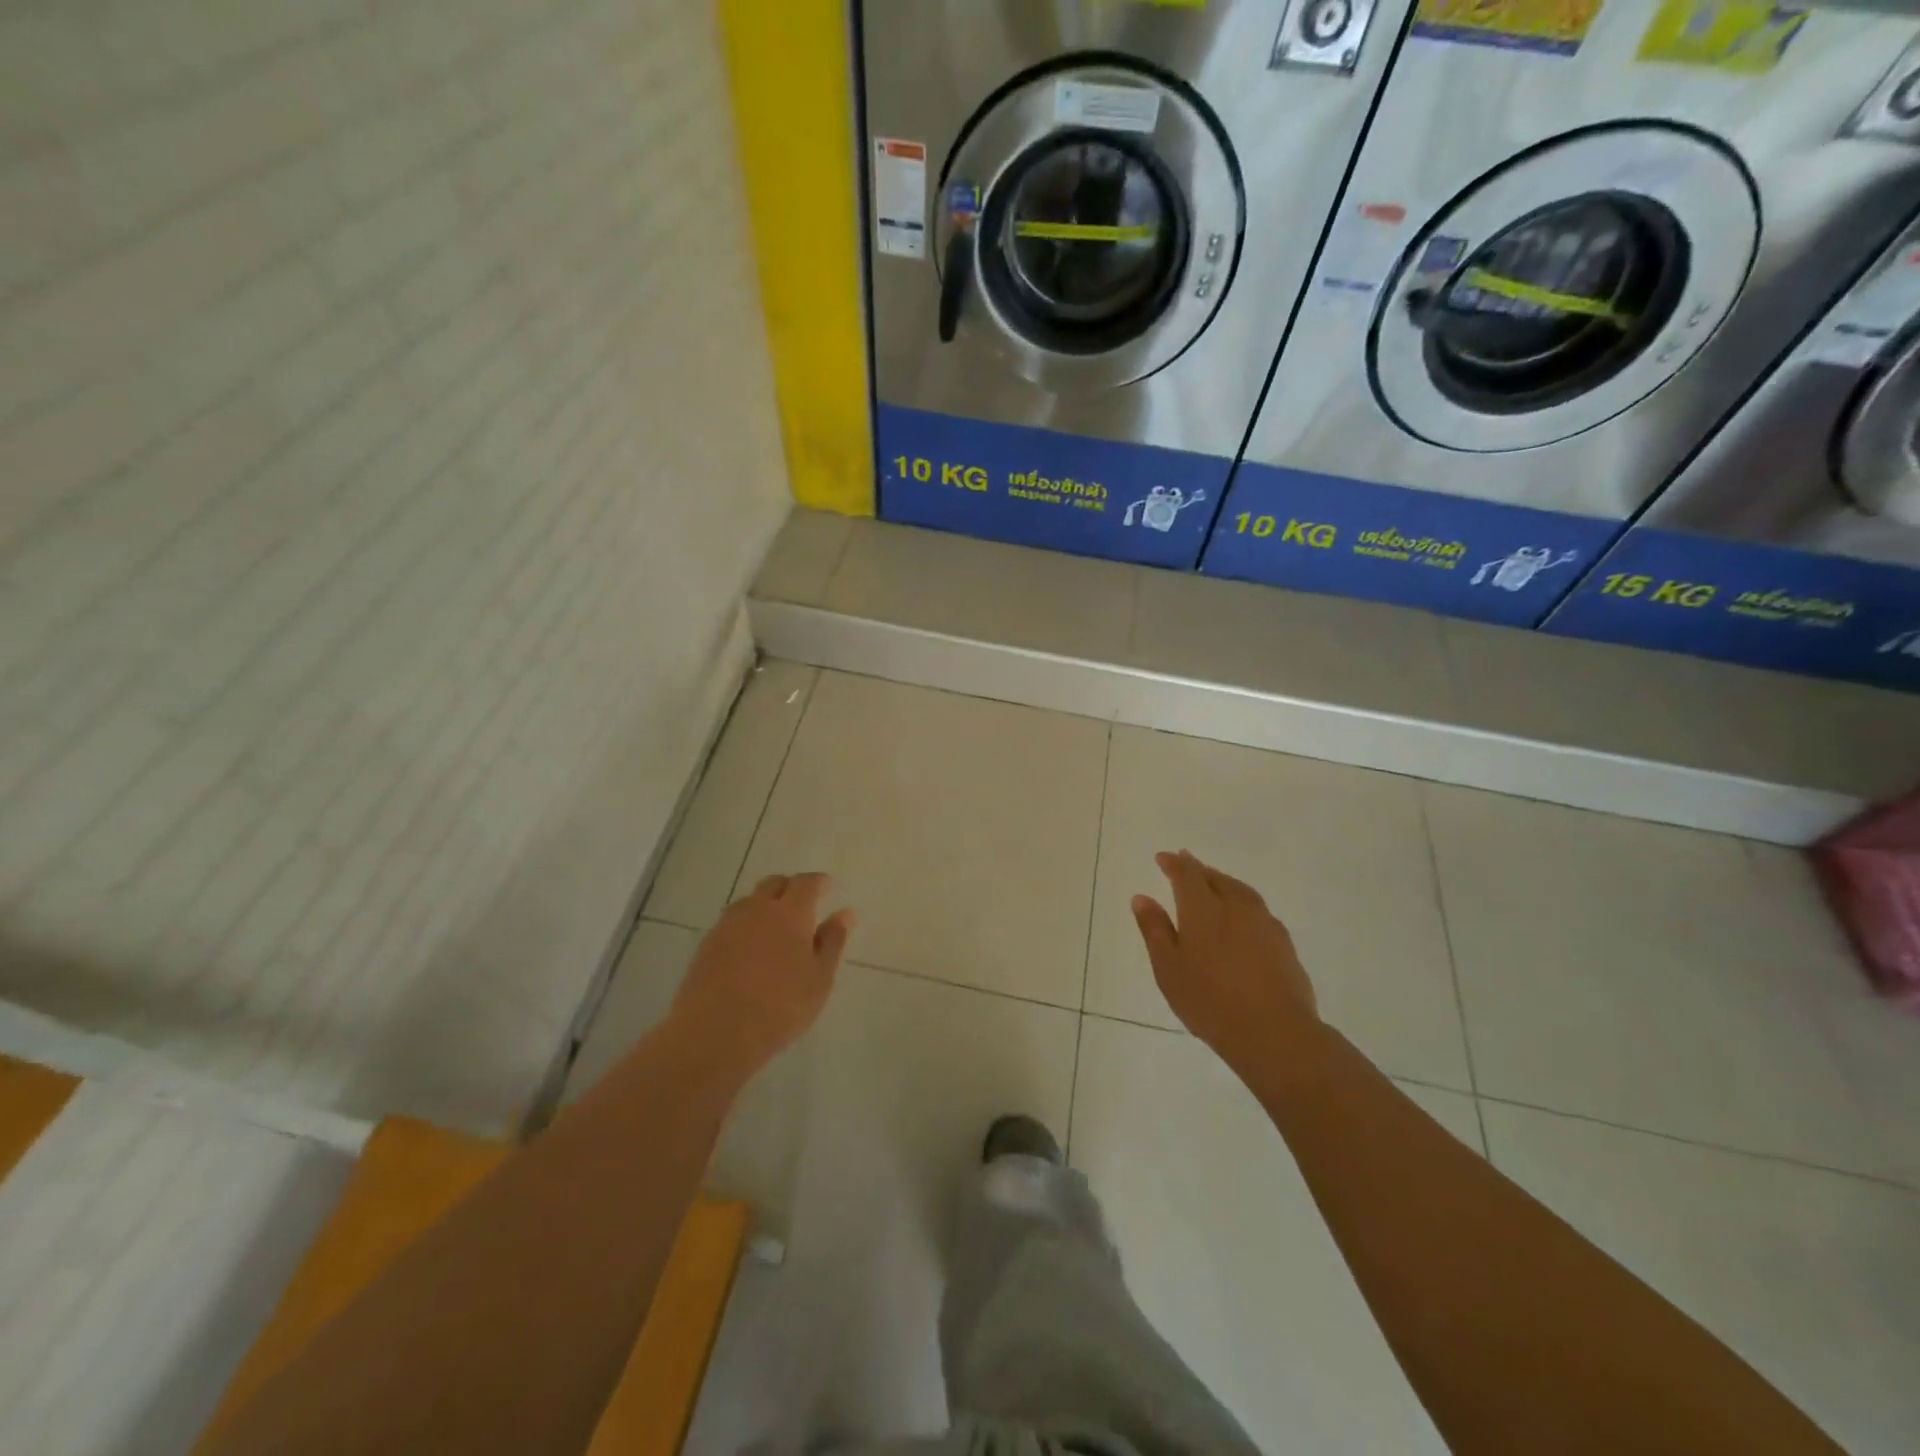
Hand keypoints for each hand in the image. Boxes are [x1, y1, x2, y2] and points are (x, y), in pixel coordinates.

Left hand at [669, 872, 855, 1080]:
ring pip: (749, 901)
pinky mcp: (706, 945)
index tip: (828, 886)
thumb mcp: (819, 978)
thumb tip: (846, 912)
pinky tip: (749, 947)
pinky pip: (730, 922)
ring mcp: (727, 925)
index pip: (806, 883)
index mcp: (790, 913)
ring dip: (765, 904)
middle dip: (790, 887)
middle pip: (774, 883)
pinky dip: (745, 925)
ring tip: (775, 926)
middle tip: (803, 904)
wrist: (715, 1033)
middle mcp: (757, 909)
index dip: (819, 881)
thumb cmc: (780, 1007)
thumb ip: (833, 941)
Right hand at [1132, 850, 1318, 1068]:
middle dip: (1198, 870)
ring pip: (1240, 891)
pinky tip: (1241, 919)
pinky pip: (1257, 910)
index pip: (1186, 874)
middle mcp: (1235, 906)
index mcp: (1202, 908)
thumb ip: (1154, 930)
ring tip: (1214, 885)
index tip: (1163, 858)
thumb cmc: (1209, 1000)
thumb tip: (1142, 897)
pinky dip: (1242, 904)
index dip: (1174, 863)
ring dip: (1223, 883)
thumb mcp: (1168, 968)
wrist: (1274, 1032)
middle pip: (1215, 878)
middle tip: (1186, 865)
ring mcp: (1263, 922)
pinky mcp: (1283, 942)